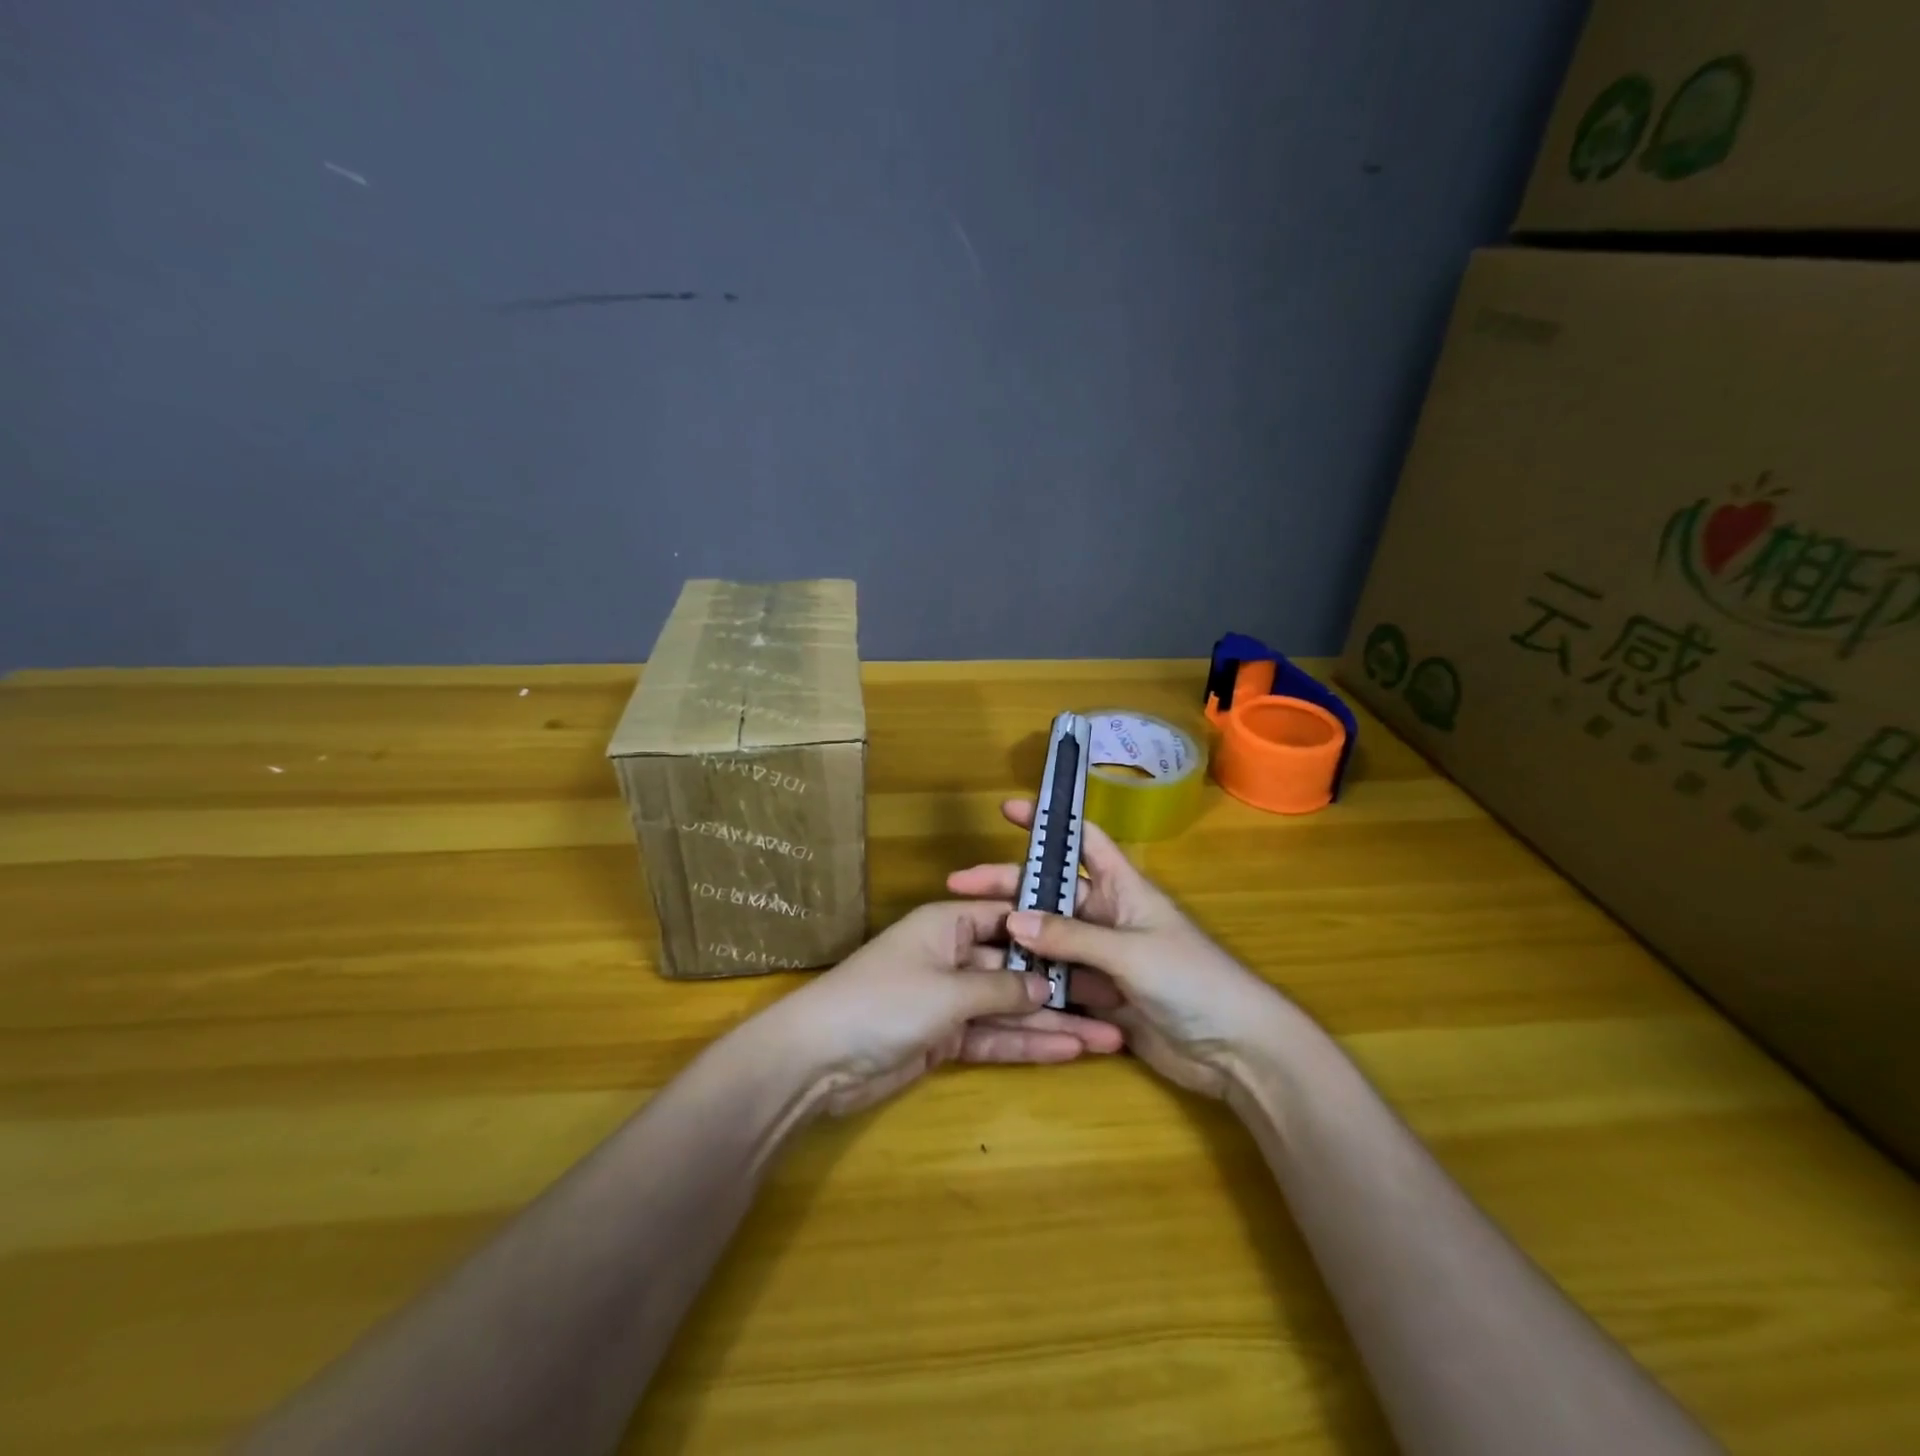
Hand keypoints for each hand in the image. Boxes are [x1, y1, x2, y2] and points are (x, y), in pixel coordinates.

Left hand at [757, 901, 1123, 1117]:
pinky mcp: (943, 1039)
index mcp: (949, 925)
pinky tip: (1068, 1052)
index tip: (1097, 942)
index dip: (1050, 931)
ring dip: (1052, 1024)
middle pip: (1016, 969)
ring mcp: (949, 1000)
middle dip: (1061, 988)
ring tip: (1109, 1038)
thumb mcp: (949, 990)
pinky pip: (992, 1038)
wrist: (818, 1059)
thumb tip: (1046, 987)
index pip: (1008, 919)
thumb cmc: (884, 1002)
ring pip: (1009, 1009)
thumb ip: (1001, 990)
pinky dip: (1025, 1046)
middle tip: (1115, 1004)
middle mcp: (952, 956)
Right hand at [947, 801, 1289, 1097]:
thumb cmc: (1193, 980)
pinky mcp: (1101, 996)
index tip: (1008, 810)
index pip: (1082, 840)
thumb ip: (1072, 937)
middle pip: (1051, 892)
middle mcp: (1109, 916)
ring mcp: (1103, 958)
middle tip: (959, 886)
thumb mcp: (1131, 951)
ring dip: (1015, 938)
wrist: (1237, 1050)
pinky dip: (1033, 980)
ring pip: (1049, 939)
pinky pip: (1059, 981)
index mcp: (1124, 887)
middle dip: (1008, 887)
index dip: (1048, 821)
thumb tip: (1013, 920)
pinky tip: (998, 982)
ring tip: (969, 938)